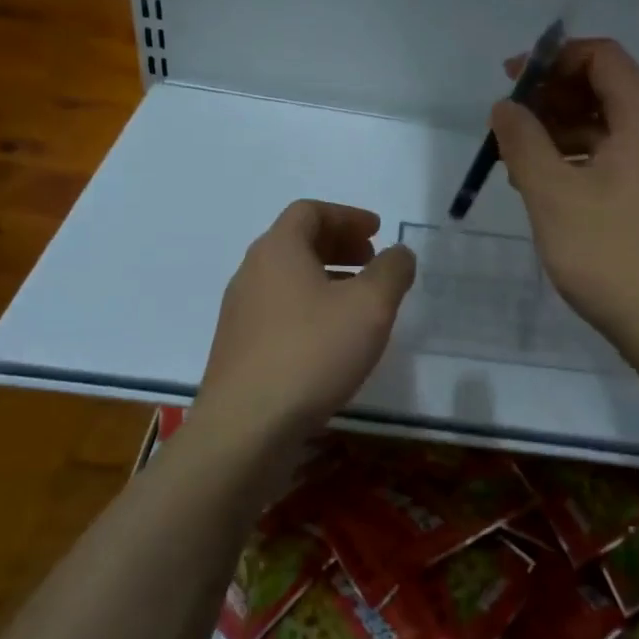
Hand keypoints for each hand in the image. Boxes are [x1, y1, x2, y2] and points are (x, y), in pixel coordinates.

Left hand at [199, 201, 417, 445]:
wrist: (246, 427)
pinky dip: (310, 307)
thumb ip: (392, 271)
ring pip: (288, 279)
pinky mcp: (239, 348)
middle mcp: (251, 273)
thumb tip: (398, 254)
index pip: (309, 212)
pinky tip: (332, 339)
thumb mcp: (370, 306)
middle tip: (372, 260)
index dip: (347, 216)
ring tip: (359, 301)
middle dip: (339, 245)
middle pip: (296, 242)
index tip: (377, 231)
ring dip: (326, 278)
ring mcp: (240, 313)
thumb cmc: (312, 353)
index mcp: (278, 250)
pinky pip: (279, 310)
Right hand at [492, 39, 638, 358]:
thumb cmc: (610, 255)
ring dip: (565, 133)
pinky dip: (586, 161)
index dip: (553, 60)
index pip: (602, 57)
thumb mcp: (553, 195)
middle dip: (554, 100)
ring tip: (520, 162)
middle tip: (509, 126)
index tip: (511, 82)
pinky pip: (623, 160)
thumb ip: (523, 142)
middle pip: (608, 90)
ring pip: (613, 129)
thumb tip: (506, 107)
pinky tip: (551, 188)